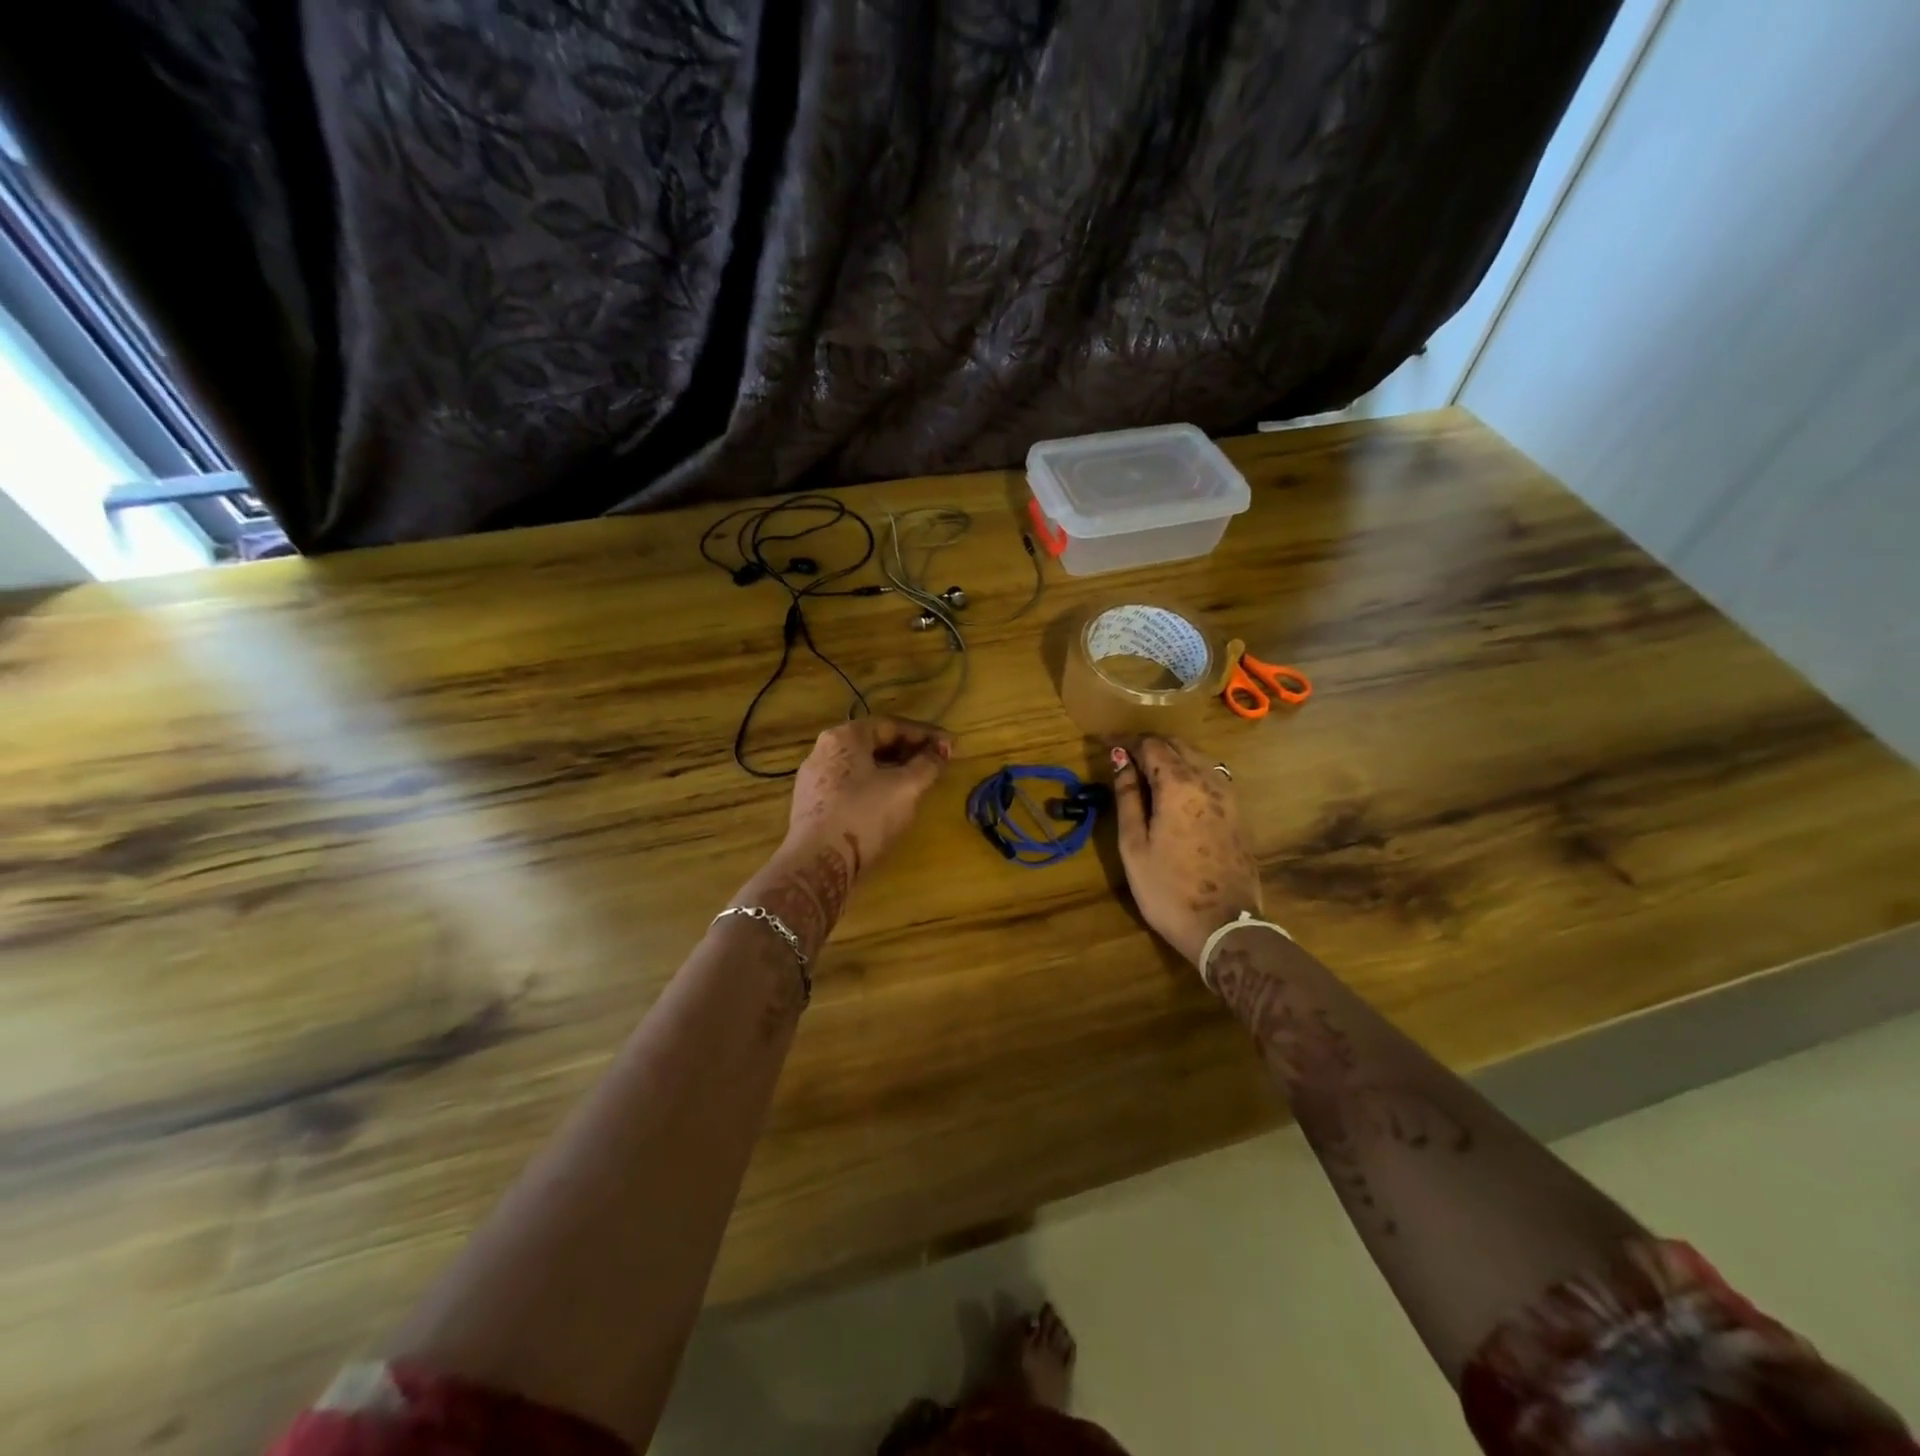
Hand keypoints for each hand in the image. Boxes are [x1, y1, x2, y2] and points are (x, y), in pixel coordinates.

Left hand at [785, 715, 952, 870]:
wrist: (817, 863)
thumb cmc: (865, 816)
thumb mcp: (906, 787)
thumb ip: (928, 765)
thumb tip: (940, 752)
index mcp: (845, 736)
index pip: (892, 725)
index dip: (925, 734)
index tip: (950, 746)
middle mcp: (824, 750)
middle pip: (874, 743)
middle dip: (908, 751)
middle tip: (935, 763)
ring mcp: (813, 778)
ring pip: (861, 766)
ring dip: (892, 770)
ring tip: (916, 783)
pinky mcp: (811, 805)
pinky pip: (849, 785)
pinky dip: (873, 787)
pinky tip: (888, 803)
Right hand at [1111, 737, 1262, 970]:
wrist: (1224, 927)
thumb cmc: (1167, 889)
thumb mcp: (1134, 844)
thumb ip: (1128, 797)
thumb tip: (1120, 762)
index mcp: (1179, 784)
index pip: (1151, 745)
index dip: (1126, 741)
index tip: (1105, 745)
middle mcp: (1209, 780)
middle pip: (1177, 745)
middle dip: (1149, 745)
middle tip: (1123, 756)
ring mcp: (1229, 796)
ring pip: (1198, 758)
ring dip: (1171, 756)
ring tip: (1145, 772)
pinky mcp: (1238, 813)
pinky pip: (1212, 776)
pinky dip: (1189, 771)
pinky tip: (1175, 790)